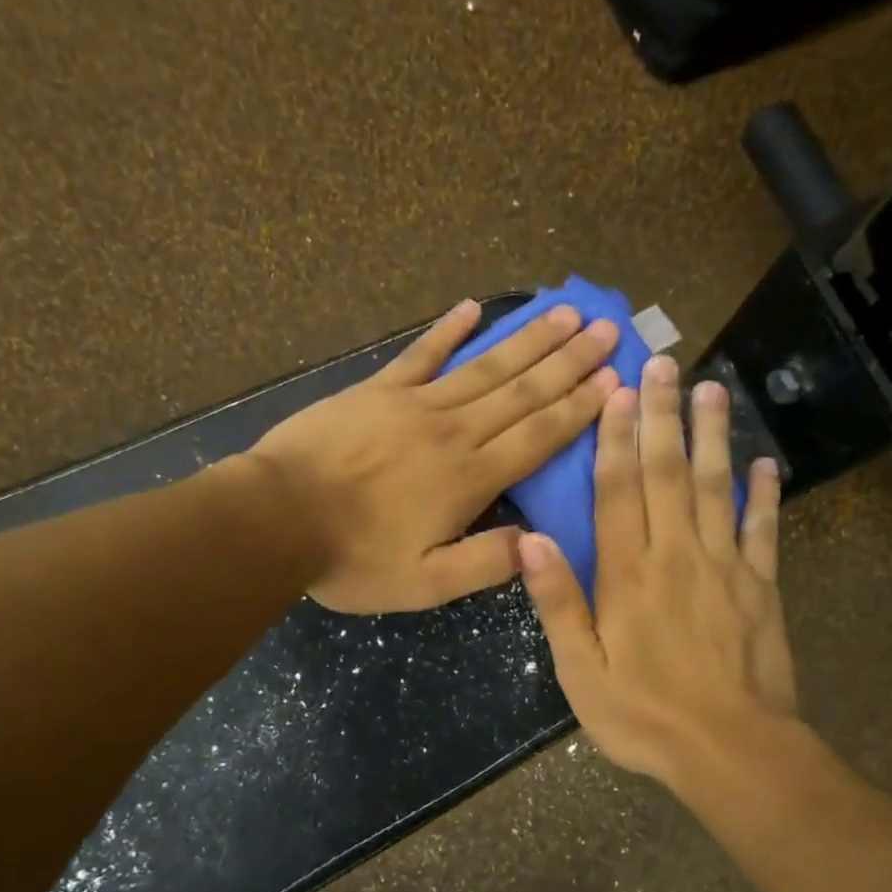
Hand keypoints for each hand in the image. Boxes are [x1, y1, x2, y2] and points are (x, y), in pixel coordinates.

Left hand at [249, 298, 618, 613]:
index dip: (579, 408)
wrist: (276, 518)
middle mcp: (453, 431)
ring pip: (485, 366)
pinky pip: (420, 354)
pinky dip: (447, 330)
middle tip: (608, 328)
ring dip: (528, 339)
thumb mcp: (423, 584)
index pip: (538, 436)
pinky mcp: (376, 390)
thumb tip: (536, 544)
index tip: (614, 379)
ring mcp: (414, 404)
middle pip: (522, 391)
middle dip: (569, 361)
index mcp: (470, 478)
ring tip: (566, 312)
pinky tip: (472, 306)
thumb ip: (483, 563)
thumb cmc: (351, 558)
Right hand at [518, 354, 794, 787]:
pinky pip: (764, 530)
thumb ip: (558, 602)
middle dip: (664, 415)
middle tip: (664, 363)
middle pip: (669, 473)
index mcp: (628, 575)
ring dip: (714, 436)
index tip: (617, 392)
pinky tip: (766, 462)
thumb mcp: (580, 671)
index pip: (619, 491)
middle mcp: (677, 556)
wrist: (732, 751)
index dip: (616, 438)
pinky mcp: (762, 587)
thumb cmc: (643, 716)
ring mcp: (726, 567)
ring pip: (717, 487)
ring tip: (713, 388)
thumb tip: (529, 540)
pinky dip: (766, 494)